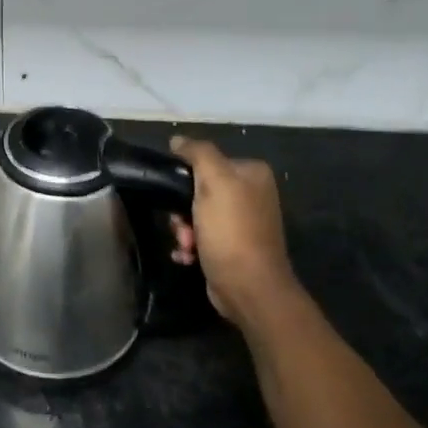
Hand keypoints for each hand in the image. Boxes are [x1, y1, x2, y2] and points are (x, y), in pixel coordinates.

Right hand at [167, 137, 298, 327]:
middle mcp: (250, 194)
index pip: (206, 161)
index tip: (176, 196)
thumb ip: (198, 153)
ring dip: (182, 230)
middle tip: (182, 226)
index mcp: (251, 173)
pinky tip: (187, 256)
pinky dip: (189, 246)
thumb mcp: (215, 182)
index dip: (185, 177)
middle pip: (198, 190)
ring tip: (186, 245)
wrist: (249, 288)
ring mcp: (242, 222)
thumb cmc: (231, 231)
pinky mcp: (232, 247)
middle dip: (182, 211)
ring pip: (194, 215)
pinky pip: (200, 236)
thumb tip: (178, 140)